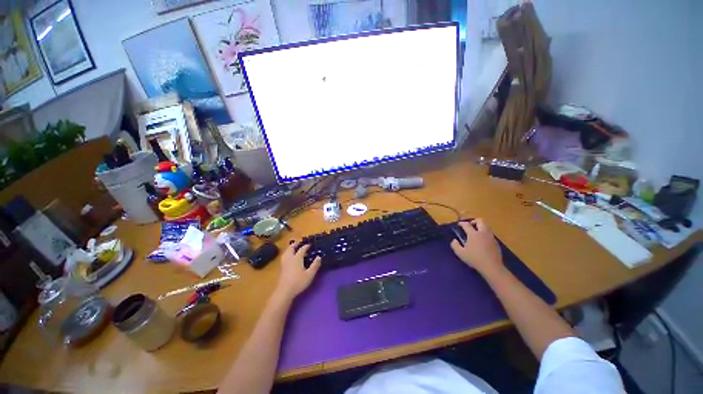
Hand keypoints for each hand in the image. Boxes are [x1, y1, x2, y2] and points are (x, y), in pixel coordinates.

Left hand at [275, 242, 321, 299]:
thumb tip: (319, 257)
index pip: (302, 249)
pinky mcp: (281, 268)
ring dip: (290, 249)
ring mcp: (284, 263)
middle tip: (299, 243)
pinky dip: (287, 254)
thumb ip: (315, 265)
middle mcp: (290, 258)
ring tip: (293, 248)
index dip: (306, 246)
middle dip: (295, 245)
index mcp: (297, 258)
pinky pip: (284, 257)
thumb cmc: (298, 282)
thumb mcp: (310, 274)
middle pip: (291, 248)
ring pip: (286, 252)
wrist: (284, 292)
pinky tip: (289, 258)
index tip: (310, 245)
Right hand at [450, 219, 503, 274]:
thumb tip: (454, 240)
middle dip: (474, 221)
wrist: (492, 266)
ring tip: (476, 232)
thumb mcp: (460, 253)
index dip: (462, 223)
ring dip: (481, 226)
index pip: (466, 224)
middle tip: (470, 225)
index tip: (459, 224)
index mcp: (473, 234)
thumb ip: (455, 245)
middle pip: (480, 221)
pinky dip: (485, 233)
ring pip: (486, 226)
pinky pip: (490, 233)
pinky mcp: (496, 242)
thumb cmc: (474, 259)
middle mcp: (483, 233)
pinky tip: (482, 240)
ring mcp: (490, 237)